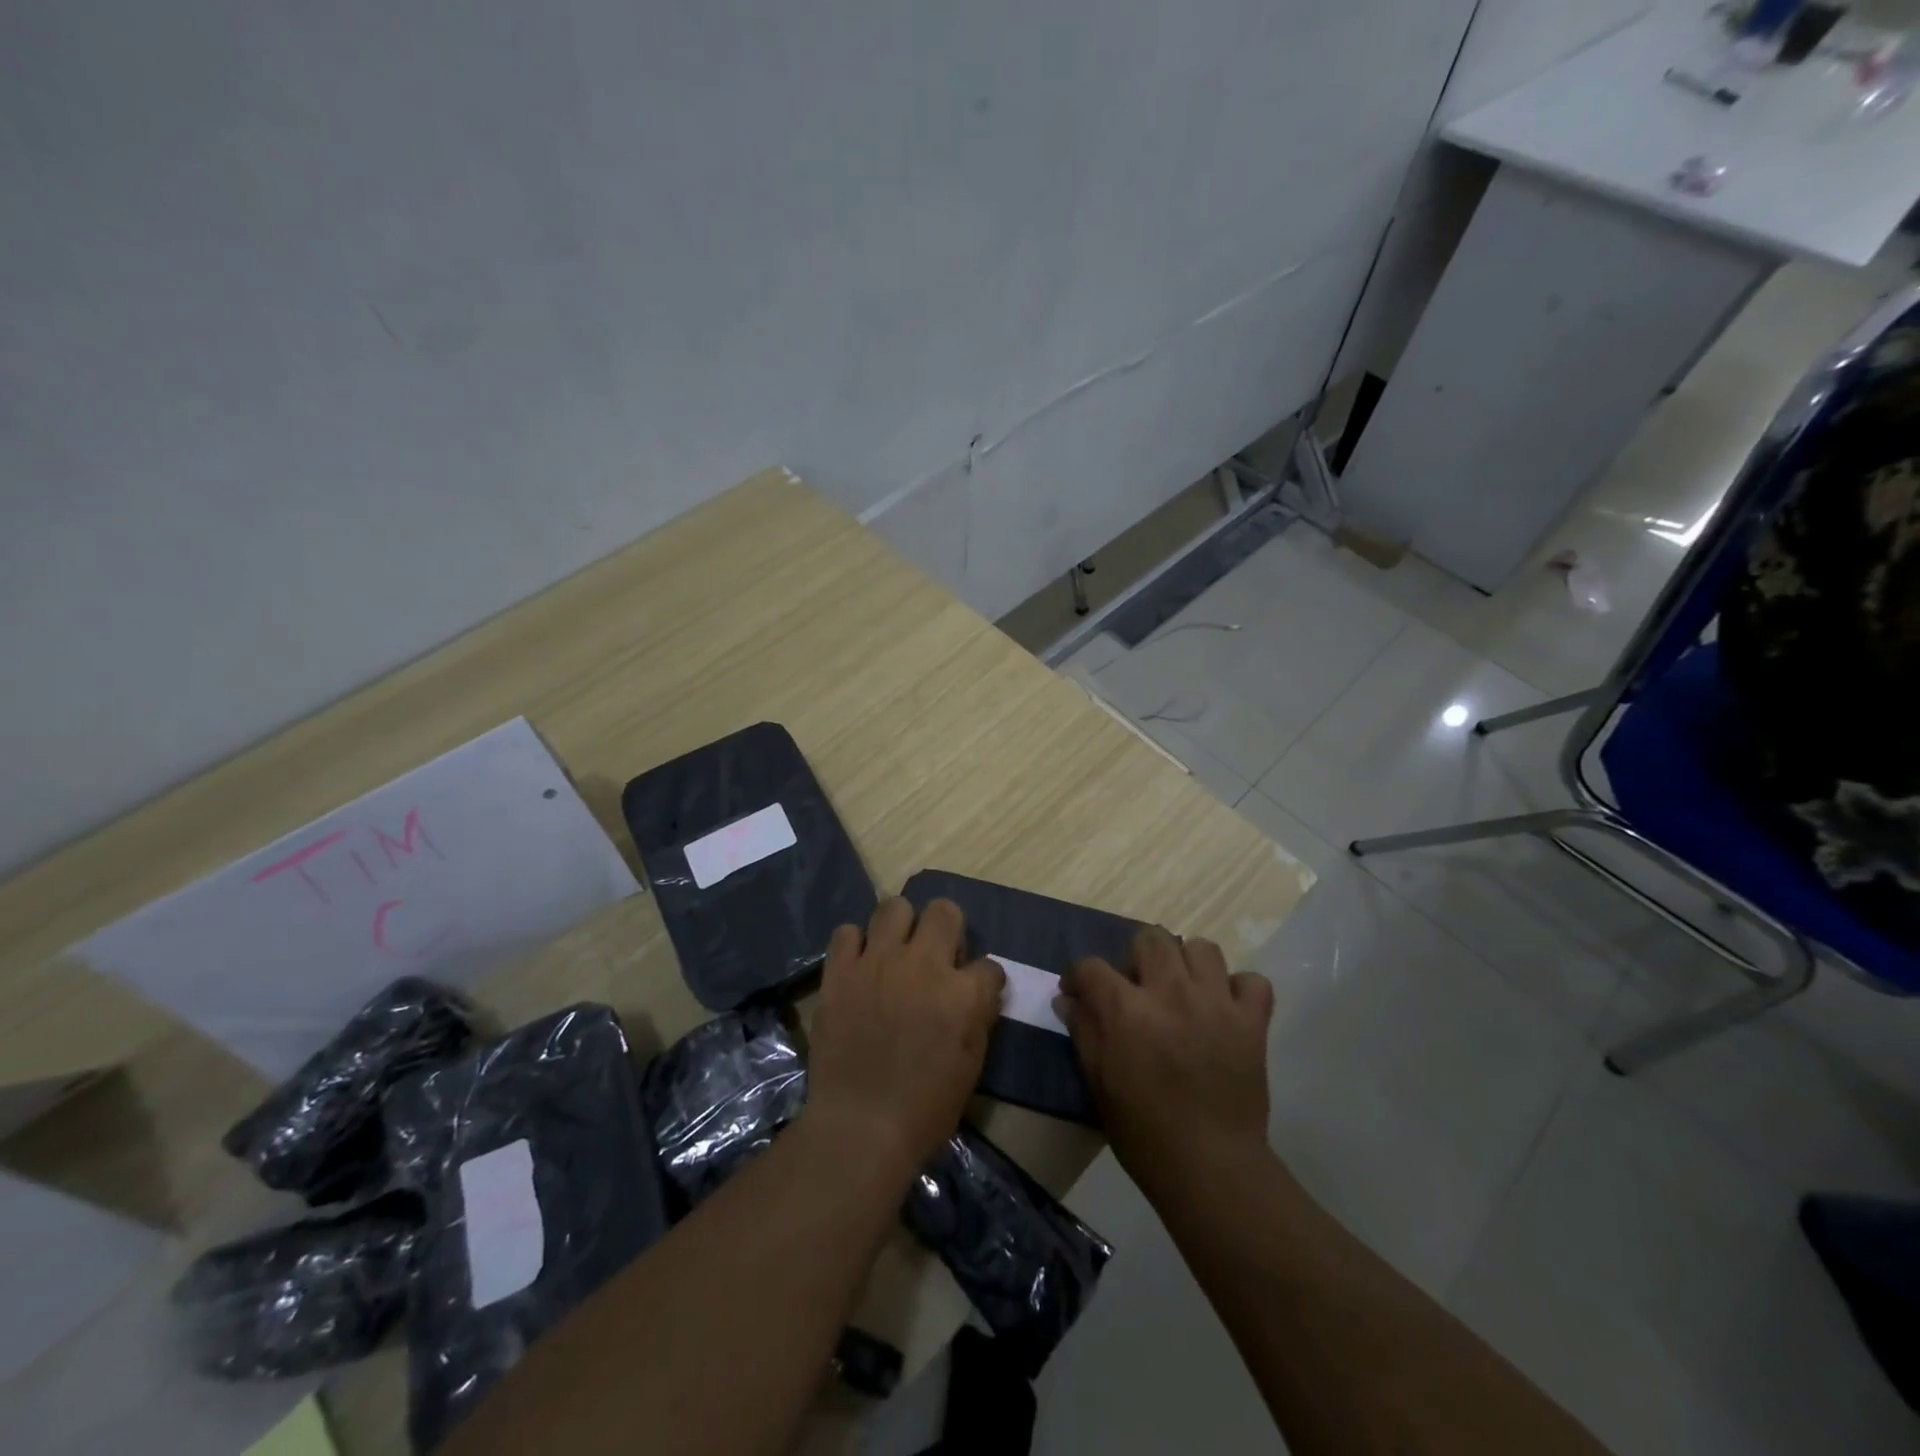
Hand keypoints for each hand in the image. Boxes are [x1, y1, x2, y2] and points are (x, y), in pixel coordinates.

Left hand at [803, 897, 1004, 1180]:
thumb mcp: (971, 1066)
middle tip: (936, 954)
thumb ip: (978, 1017)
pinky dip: (856, 945)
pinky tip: (860, 965)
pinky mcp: (841, 971)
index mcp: (963, 994)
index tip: (974, 992)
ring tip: (895, 950)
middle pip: (944, 911)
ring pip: (894, 906)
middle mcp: (924, 965)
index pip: (989, 965)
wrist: (859, 1127)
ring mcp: (878, 963)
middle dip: (947, 928)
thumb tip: (978, 991)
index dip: (983, 979)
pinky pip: (847, 932)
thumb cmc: (924, 1108)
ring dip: (901, 925)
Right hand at [1056, 926, 1274, 1196]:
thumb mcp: (1099, 1084)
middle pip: (1151, 938)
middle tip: (1137, 989)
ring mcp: (1217, 1003)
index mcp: (1127, 1010)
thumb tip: (1068, 999)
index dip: (1079, 976)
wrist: (1211, 1169)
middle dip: (1136, 957)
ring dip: (1187, 964)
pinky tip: (1224, 1009)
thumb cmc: (1144, 1133)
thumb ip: (1084, 1032)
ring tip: (1182, 992)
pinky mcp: (1252, 1022)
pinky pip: (1252, 981)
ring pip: (1203, 948)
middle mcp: (1172, 993)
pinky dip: (1238, 989)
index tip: (1078, 992)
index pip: (1092, 967)